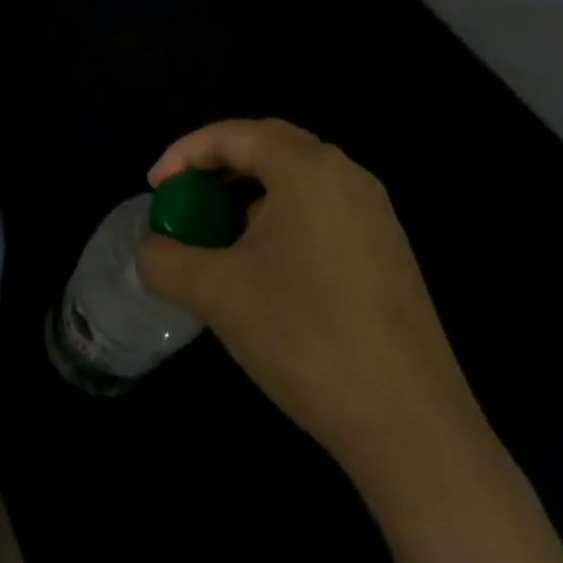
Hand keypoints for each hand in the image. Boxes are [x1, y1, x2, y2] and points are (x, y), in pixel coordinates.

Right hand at [136, 119, 484, 483]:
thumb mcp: (215, 293)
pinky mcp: (388, 252)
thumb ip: (164, 259)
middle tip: (186, 199)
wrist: (413, 428)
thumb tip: (149, 249)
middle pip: (267, 146)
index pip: (232, 135)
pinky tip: (265, 268)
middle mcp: (346, 176)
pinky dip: (281, 218)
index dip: (184, 154)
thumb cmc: (306, 337)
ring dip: (249, 194)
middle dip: (218, 166)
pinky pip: (322, 210)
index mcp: (307, 169)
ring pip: (297, 180)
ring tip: (219, 235)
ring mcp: (375, 215)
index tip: (155, 190)